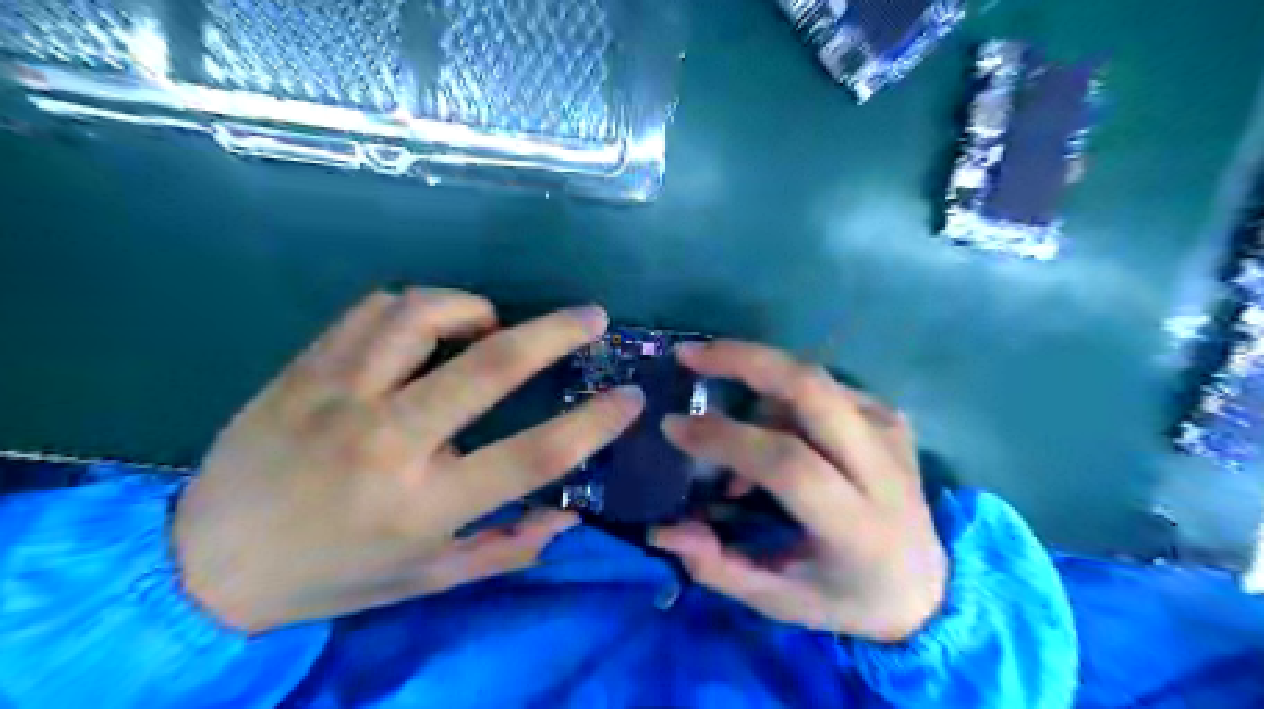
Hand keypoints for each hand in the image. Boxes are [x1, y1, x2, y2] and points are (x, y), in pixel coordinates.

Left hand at [173, 292, 646, 635]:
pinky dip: (416, 306)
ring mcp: (340, 396)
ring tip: (489, 322)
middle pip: (491, 365)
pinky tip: (427, 325)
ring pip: (423, 316)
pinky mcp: (304, 369)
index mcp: (426, 503)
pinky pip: (372, 310)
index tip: (629, 397)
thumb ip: (506, 549)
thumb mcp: (426, 581)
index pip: (535, 455)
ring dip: (474, 307)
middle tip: (591, 316)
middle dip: (556, 332)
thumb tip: (570, 518)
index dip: (594, 424)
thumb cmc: (331, 576)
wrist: (203, 563)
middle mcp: (389, 441)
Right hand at [651, 341, 947, 643]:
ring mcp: (889, 432)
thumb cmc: (847, 597)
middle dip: (743, 360)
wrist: (928, 585)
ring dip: (756, 386)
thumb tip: (662, 530)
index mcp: (857, 526)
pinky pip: (824, 385)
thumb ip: (718, 567)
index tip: (673, 426)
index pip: (788, 463)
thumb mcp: (779, 601)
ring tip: (728, 427)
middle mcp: (881, 468)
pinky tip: (769, 424)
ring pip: (812, 379)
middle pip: (810, 388)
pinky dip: (781, 394)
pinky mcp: (889, 416)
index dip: (725, 438)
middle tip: (689, 356)